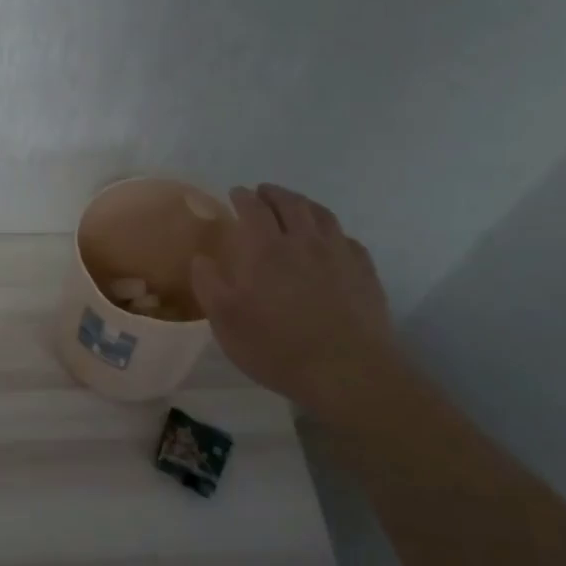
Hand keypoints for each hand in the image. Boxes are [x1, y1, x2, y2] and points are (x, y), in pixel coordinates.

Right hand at [191, 184, 403, 420]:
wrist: (347, 372)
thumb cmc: (277, 347)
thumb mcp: (226, 322)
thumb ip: (209, 285)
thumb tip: (201, 258)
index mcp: (266, 250)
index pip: (253, 209)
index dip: (243, 197)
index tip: (235, 193)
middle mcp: (304, 242)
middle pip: (290, 203)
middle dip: (274, 193)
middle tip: (263, 192)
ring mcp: (339, 254)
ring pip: (321, 215)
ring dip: (304, 204)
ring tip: (295, 205)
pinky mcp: (364, 272)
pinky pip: (347, 238)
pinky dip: (332, 231)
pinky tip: (330, 240)